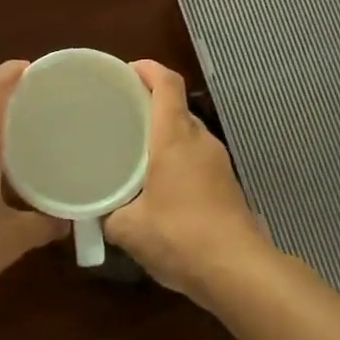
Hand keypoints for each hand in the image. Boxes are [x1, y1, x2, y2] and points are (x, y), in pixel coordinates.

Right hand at [105, 61, 273, 303]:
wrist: (238, 271)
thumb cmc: (180, 237)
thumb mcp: (130, 229)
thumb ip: (109, 214)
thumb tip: (100, 212)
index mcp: (175, 137)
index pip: (167, 83)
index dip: (148, 69)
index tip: (126, 71)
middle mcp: (200, 141)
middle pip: (177, 107)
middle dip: (149, 105)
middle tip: (119, 115)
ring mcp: (219, 162)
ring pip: (188, 134)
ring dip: (164, 136)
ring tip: (135, 151)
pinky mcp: (227, 184)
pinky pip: (197, 158)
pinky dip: (177, 160)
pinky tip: (159, 185)